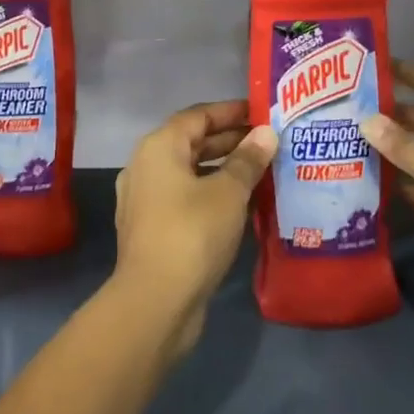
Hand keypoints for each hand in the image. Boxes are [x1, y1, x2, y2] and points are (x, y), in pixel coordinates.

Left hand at [113, 100, 275, 357]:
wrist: (154, 302)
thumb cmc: (192, 233)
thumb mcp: (228, 192)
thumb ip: (247, 160)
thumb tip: (266, 133)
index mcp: (159, 146)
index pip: (198, 115)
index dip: (231, 112)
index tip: (263, 113)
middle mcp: (145, 165)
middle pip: (192, 142)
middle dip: (230, 141)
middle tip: (269, 143)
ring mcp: (145, 199)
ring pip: (189, 172)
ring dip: (223, 169)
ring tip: (262, 172)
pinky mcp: (152, 228)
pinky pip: (185, 197)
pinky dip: (211, 193)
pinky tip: (241, 205)